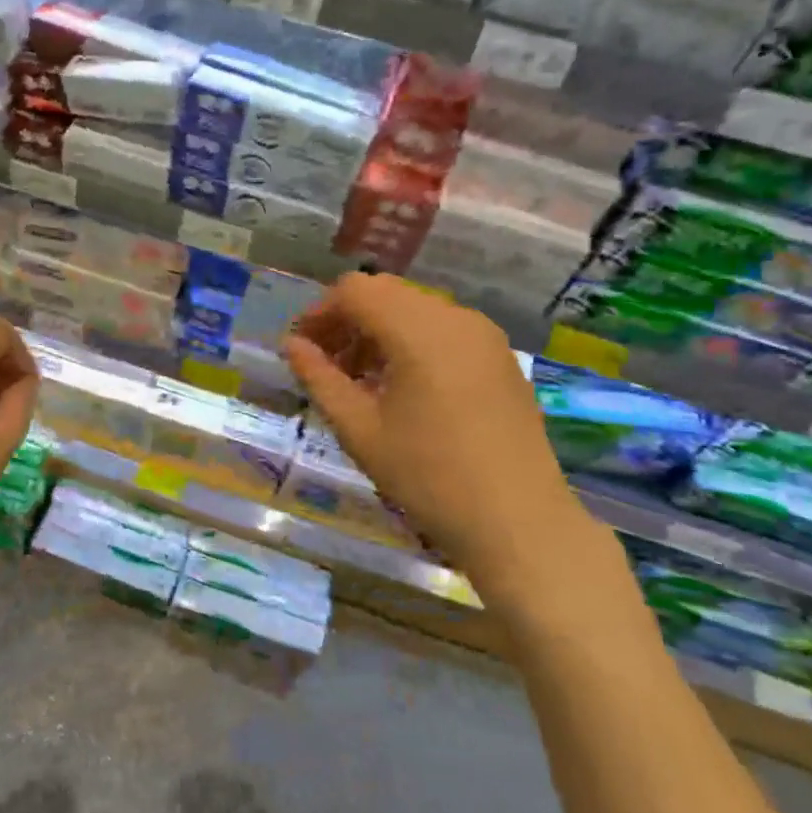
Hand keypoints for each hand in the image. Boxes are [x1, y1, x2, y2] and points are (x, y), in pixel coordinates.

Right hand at [284, 275, 623, 624]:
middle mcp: (454, 317)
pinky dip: (412, 341)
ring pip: (415, 308)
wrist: (519, 523)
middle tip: (327, 366)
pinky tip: (404, 388)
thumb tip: (293, 345)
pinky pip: (444, 329)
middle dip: (348, 320)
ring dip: (379, 330)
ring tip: (362, 381)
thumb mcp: (360, 430)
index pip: (354, 290)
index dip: (319, 312)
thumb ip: (320, 378)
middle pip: (385, 293)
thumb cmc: (428, 477)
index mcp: (418, 329)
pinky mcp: (500, 357)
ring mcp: (484, 335)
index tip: (302, 349)